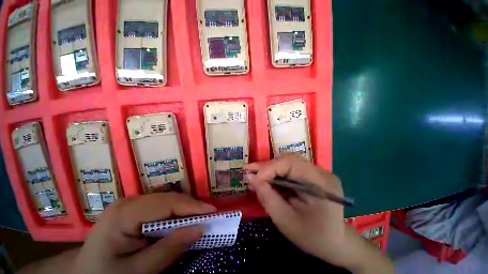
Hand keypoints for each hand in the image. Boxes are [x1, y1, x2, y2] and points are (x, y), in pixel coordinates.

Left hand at [71, 193, 216, 273]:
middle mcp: (129, 201)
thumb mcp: (138, 272)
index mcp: (124, 213)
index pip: (167, 203)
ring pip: (167, 201)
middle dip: (191, 208)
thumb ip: (169, 249)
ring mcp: (131, 203)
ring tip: (199, 219)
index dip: (193, 206)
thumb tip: (200, 228)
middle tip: (209, 217)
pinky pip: (161, 206)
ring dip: (185, 210)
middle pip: (169, 199)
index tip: (213, 212)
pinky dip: (175, 214)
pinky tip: (181, 221)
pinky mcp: (134, 208)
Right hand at [244, 154, 351, 267]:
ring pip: (286, 163)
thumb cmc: (313, 237)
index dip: (268, 168)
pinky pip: (289, 170)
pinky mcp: (310, 175)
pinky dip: (274, 174)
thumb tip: (251, 178)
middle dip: (266, 166)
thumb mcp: (286, 221)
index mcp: (321, 183)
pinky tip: (264, 178)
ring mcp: (316, 172)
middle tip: (248, 171)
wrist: (335, 243)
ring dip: (268, 169)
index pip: (290, 164)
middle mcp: (320, 172)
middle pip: (288, 160)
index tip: (251, 178)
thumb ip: (268, 197)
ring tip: (253, 174)